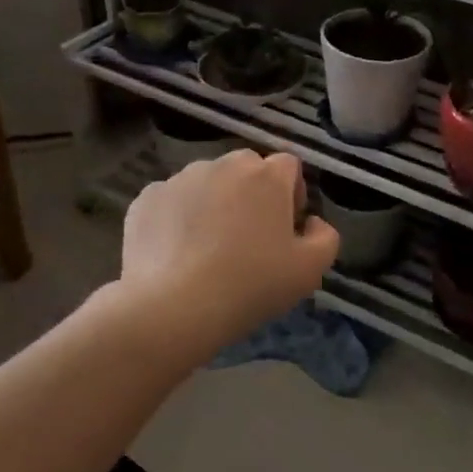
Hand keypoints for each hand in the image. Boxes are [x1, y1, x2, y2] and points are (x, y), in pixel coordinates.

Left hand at [116, 149, 338, 352]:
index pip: (289, 165)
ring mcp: (181, 178)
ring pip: (207, 182)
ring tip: (207, 247)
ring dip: (214, 203)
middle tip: (248, 238)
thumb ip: (325, 238)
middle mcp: (224, 165)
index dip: (292, 193)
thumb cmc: (250, 285)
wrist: (173, 306)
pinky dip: (177, 217)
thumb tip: (312, 222)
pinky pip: (171, 200)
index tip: (285, 227)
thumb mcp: (309, 271)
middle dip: (252, 194)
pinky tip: (176, 252)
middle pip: (246, 169)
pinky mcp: (147, 197)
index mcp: (266, 176)